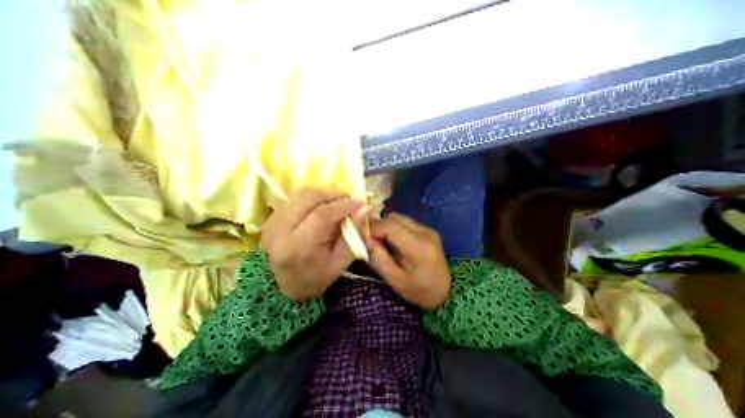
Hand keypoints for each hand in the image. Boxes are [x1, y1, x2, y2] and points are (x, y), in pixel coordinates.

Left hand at [260, 189, 370, 301]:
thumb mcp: (340, 262)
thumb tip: (366, 208)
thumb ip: (353, 234)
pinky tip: (324, 205)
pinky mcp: (271, 216)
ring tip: (339, 202)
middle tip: (350, 200)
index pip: (322, 215)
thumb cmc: (316, 278)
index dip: (344, 205)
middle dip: (334, 194)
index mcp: (297, 248)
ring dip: (325, 193)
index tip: (361, 202)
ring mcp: (272, 220)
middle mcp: (279, 230)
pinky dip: (315, 196)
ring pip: (302, 193)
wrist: (284, 285)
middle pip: (309, 197)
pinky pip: (296, 197)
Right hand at [365, 215, 451, 309]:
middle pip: (395, 218)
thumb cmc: (419, 291)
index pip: (391, 226)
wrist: (447, 291)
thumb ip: (379, 258)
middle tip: (371, 240)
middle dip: (379, 226)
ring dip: (386, 226)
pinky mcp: (428, 230)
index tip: (364, 238)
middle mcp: (425, 233)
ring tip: (381, 240)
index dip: (373, 229)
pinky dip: (395, 227)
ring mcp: (428, 229)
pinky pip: (406, 222)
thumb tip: (366, 238)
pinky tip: (393, 240)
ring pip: (400, 218)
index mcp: (418, 247)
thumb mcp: (395, 280)